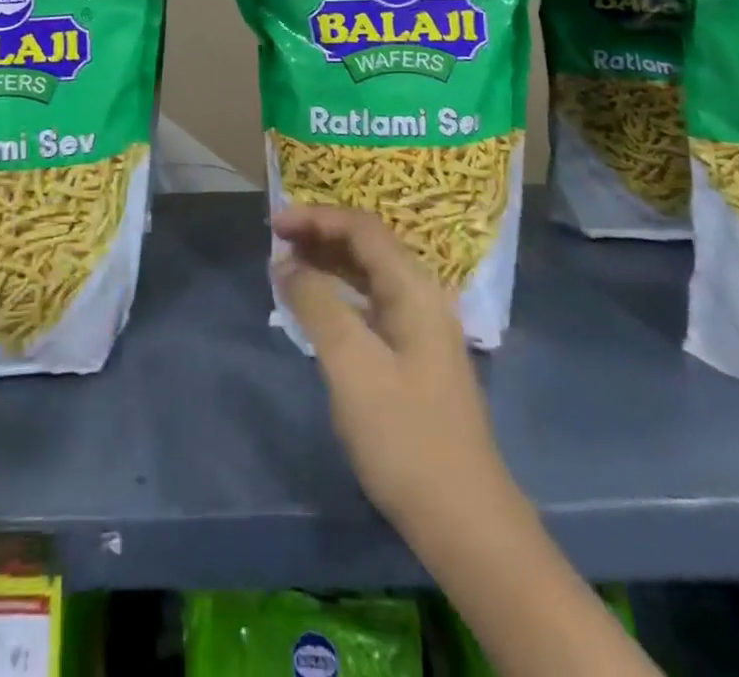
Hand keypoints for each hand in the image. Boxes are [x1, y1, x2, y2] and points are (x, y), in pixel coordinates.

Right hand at [274, 204, 510, 535]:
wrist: (464, 521)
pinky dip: (338, 294)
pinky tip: (316, 309)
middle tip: (275, 241)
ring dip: (328, 262)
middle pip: (367, 246)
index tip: (274, 225)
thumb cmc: (404, 435)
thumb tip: (286, 263)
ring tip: (287, 266)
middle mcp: (421, 298)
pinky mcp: (413, 358)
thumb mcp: (351, 364)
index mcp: (413, 289)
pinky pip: (370, 304)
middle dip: (320, 235)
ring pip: (369, 275)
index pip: (362, 228)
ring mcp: (420, 330)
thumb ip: (316, 304)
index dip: (316, 217)